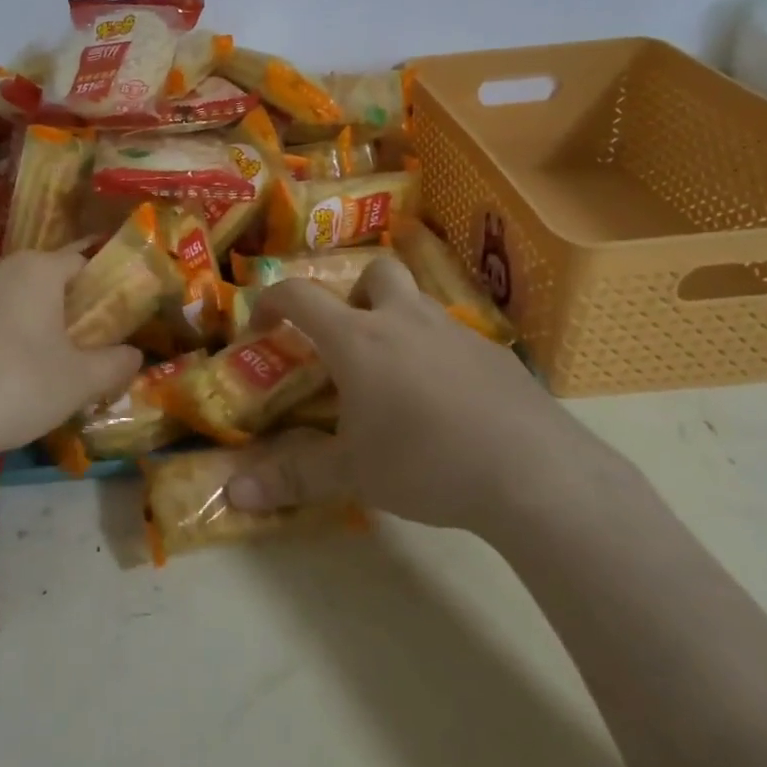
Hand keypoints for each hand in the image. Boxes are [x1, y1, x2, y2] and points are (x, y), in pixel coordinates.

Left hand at [0, 249, 142, 472]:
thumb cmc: (14, 388)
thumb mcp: (78, 383)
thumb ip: (114, 364)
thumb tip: (135, 354)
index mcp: (36, 270)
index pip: (78, 261)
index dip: (95, 287)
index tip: (102, 319)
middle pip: (36, 279)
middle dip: (53, 307)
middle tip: (65, 349)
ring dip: (13, 321)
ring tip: (19, 367)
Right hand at [225, 259, 582, 531]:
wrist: (534, 474)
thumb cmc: (426, 463)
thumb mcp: (352, 473)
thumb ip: (292, 478)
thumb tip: (232, 494)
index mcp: (358, 339)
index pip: (300, 295)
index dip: (271, 302)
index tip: (262, 328)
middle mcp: (405, 320)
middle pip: (376, 272)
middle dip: (354, 294)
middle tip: (349, 341)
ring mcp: (456, 332)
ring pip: (419, 303)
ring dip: (398, 323)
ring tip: (398, 382)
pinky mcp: (496, 355)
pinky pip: (455, 338)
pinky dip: (437, 355)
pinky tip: (448, 406)